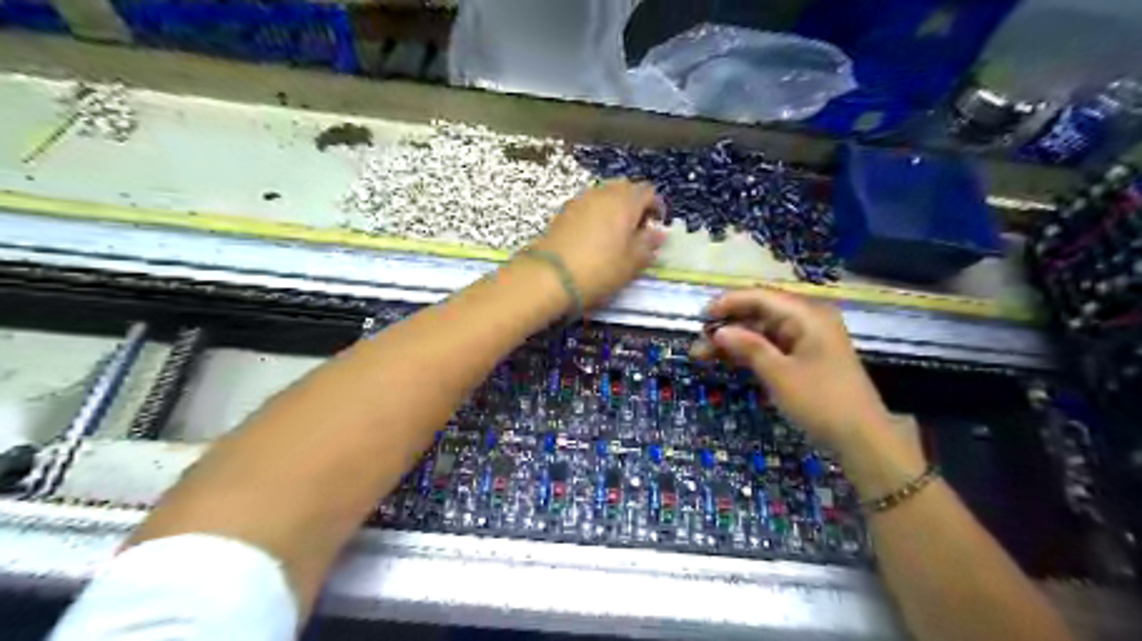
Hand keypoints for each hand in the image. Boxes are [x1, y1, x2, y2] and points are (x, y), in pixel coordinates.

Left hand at [529, 181, 664, 307]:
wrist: (549, 277)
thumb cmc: (598, 270)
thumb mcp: (631, 263)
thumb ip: (648, 245)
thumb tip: (659, 233)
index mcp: (625, 201)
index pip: (648, 192)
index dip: (656, 208)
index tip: (655, 228)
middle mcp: (603, 193)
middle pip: (626, 189)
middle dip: (635, 206)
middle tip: (637, 231)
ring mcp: (580, 200)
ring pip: (605, 196)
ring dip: (615, 210)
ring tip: (616, 236)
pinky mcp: (564, 212)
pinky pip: (588, 206)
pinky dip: (597, 215)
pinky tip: (595, 238)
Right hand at [685, 289, 890, 452]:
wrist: (862, 439)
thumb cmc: (821, 401)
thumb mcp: (780, 374)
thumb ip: (748, 347)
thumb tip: (719, 330)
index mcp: (807, 315)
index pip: (760, 297)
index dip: (728, 303)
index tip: (701, 317)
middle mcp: (808, 320)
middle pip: (760, 313)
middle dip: (728, 326)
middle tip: (698, 343)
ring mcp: (808, 339)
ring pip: (762, 331)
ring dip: (734, 341)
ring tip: (702, 356)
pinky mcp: (806, 357)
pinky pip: (772, 346)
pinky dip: (750, 352)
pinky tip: (727, 361)